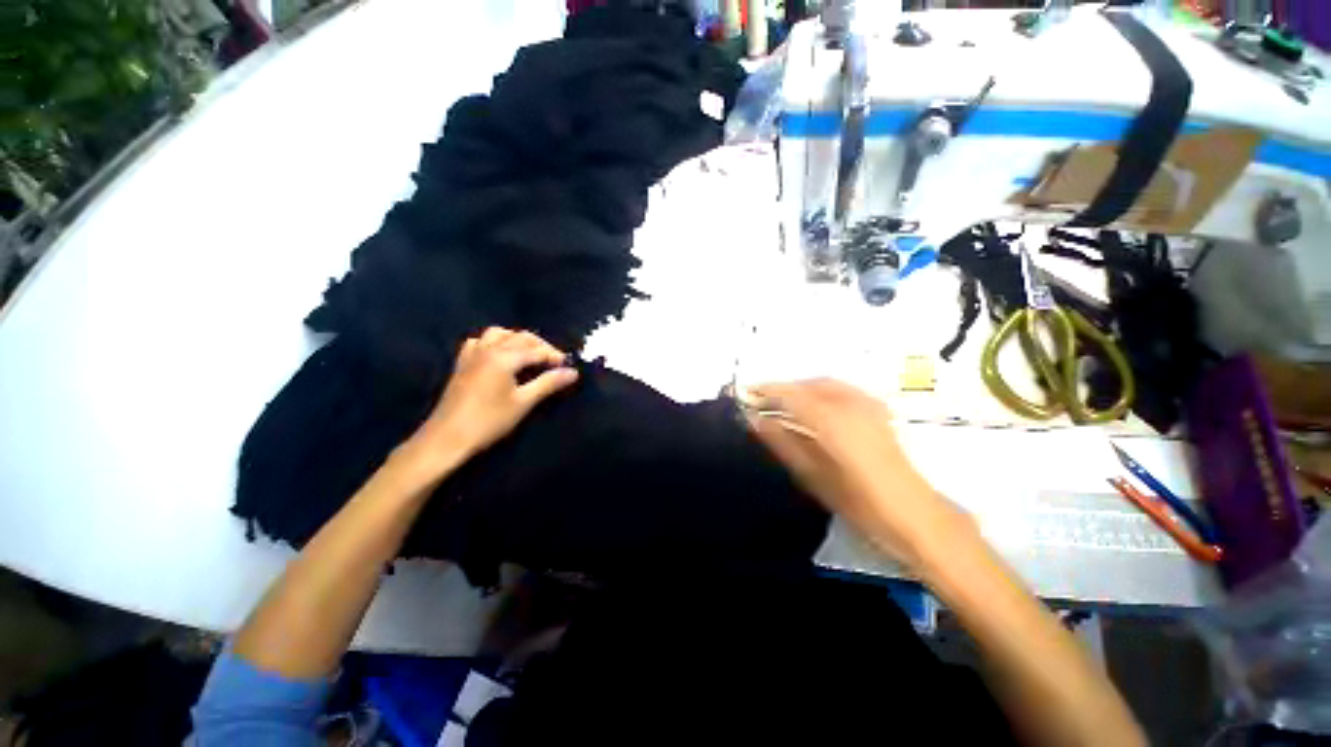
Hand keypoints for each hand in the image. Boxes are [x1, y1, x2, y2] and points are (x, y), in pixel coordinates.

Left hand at [395, 327, 578, 484]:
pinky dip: (495, 342)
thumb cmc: (489, 420)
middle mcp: (488, 348)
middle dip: (541, 346)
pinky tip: (500, 354)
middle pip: (520, 337)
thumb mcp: (524, 402)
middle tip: (554, 361)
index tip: (568, 367)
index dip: (555, 357)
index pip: (537, 350)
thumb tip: (573, 372)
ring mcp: (473, 354)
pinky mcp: (462, 363)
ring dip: (518, 339)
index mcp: (504, 357)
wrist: (447, 437)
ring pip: (499, 334)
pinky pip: (480, 341)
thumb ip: (549, 383)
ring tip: (530, 354)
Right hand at [743, 379, 973, 568]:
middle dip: (782, 389)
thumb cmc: (860, 503)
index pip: (791, 395)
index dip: (765, 392)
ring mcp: (868, 403)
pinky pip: (840, 390)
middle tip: (760, 401)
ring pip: (824, 384)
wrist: (915, 516)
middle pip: (808, 384)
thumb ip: (782, 442)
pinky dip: (819, 392)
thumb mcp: (813, 475)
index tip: (744, 394)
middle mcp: (851, 403)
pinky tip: (811, 408)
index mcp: (833, 420)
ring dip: (800, 390)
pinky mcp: (878, 409)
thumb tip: (755, 421)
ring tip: (781, 404)